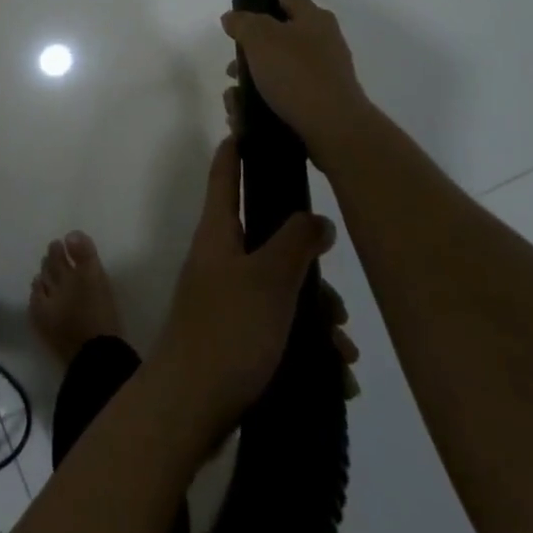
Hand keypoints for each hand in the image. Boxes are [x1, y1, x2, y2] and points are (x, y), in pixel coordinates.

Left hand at [149, 137, 343, 442]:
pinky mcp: (235, 336)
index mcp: (218, 232)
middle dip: (307, 263)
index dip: (237, 148)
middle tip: (338, 296)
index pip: (226, 175)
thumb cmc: (228, 329)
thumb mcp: (269, 280)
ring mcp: (225, 298)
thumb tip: (317, 218)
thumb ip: (295, 242)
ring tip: (343, 348)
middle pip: (267, 239)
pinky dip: (306, 345)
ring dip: (315, 314)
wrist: (189, 406)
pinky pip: (278, 327)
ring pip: (279, 288)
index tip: (252, 126)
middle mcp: (219, 258)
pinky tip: (336, 375)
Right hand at [221, 0, 381, 172]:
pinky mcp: (321, 101)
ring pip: (278, 67)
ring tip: (234, 100)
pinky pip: (285, 94)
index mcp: (312, 17)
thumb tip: (233, 18)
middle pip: (279, 32)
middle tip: (233, 61)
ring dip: (253, 78)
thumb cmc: (296, 75)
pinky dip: (265, 101)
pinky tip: (246, 117)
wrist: (335, 130)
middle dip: (251, 46)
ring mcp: (324, 72)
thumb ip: (243, 22)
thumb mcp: (260, 38)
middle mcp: (322, 40)